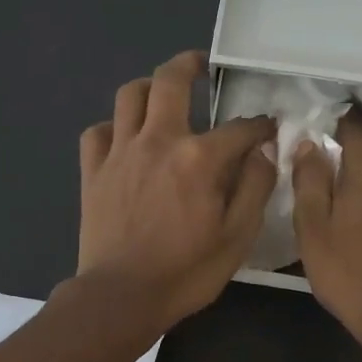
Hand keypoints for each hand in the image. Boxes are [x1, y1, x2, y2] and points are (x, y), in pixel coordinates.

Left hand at [77, 51, 277, 333]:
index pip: (239, 127)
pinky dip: (114, 127)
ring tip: (162, 94)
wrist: (121, 297)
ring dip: (149, 87)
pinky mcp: (93, 170)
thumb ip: (255, 187)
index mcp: (199, 158)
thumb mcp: (238, 236)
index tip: (268, 127)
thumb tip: (264, 151)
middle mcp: (158, 141)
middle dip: (190, 65)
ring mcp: (120, 152)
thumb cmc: (186, 271)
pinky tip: (125, 138)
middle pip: (170, 81)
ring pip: (130, 95)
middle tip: (201, 65)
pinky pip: (98, 131)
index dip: (259, 125)